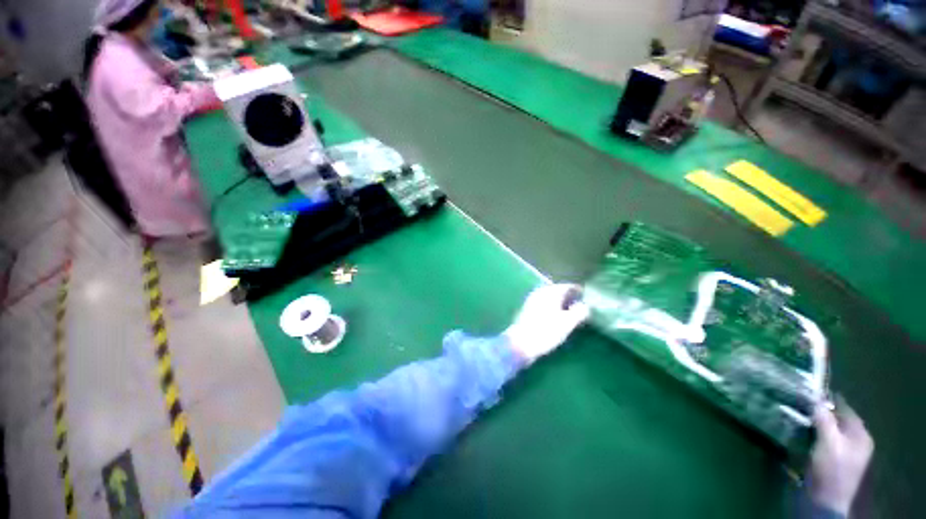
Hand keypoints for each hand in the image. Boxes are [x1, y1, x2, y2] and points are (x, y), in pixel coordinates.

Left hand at [504, 284, 589, 363]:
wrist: (521, 343)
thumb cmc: (546, 331)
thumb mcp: (567, 323)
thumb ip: (579, 312)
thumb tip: (585, 305)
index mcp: (550, 292)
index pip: (566, 286)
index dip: (577, 290)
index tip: (586, 296)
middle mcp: (540, 292)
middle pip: (557, 290)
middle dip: (568, 296)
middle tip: (578, 303)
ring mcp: (532, 300)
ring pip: (549, 297)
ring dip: (559, 301)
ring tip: (569, 311)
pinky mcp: (527, 310)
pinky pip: (543, 303)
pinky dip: (551, 307)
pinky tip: (554, 316)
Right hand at [809, 400, 873, 515]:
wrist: (825, 500)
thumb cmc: (831, 468)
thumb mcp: (828, 442)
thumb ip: (824, 419)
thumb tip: (815, 397)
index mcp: (860, 434)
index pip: (844, 408)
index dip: (827, 398)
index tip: (807, 390)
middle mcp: (855, 440)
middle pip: (836, 419)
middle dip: (818, 411)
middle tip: (798, 403)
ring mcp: (844, 452)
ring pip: (828, 430)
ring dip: (813, 423)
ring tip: (795, 415)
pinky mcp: (831, 460)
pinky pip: (822, 440)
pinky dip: (812, 434)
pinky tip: (799, 433)